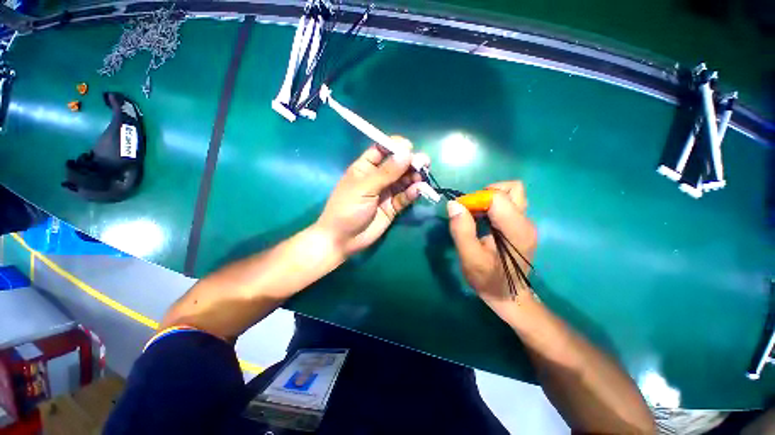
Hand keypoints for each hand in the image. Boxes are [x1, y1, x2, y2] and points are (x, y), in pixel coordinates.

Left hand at [316, 137, 429, 256]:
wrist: (343, 239)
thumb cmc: (347, 208)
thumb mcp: (364, 188)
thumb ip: (386, 172)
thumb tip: (406, 153)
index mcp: (365, 168)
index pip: (382, 150)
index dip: (395, 146)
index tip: (409, 147)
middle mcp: (378, 178)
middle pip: (397, 165)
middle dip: (410, 162)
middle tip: (423, 163)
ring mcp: (386, 193)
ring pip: (404, 180)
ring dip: (414, 177)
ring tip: (422, 178)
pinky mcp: (393, 207)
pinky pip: (405, 197)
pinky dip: (412, 193)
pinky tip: (418, 191)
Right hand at [447, 181, 538, 324]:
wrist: (509, 297)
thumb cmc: (488, 280)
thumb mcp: (470, 259)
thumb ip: (462, 230)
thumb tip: (454, 204)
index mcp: (516, 230)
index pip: (498, 197)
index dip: (475, 199)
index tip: (460, 211)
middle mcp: (526, 222)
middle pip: (511, 189)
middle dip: (486, 194)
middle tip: (471, 210)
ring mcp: (526, 224)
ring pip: (511, 194)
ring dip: (490, 198)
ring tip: (476, 215)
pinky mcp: (521, 226)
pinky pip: (508, 204)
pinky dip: (492, 206)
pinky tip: (483, 221)